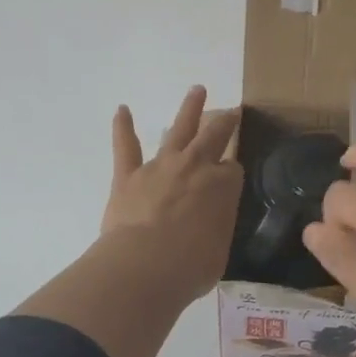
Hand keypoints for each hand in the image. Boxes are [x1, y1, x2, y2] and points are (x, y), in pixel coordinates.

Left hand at [103, 85, 242, 304]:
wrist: (145, 266)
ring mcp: (161, 167)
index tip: (229, 183)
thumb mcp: (219, 250)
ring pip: (178, 129)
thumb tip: (208, 226)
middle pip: (214, 136)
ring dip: (189, 109)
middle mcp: (195, 167)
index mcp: (223, 186)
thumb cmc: (191, 266)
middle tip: (231, 111)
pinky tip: (122, 110)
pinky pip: (126, 146)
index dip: (231, 176)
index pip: (232, 170)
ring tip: (196, 90)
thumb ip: (215, 229)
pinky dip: (123, 127)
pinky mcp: (128, 175)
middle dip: (224, 122)